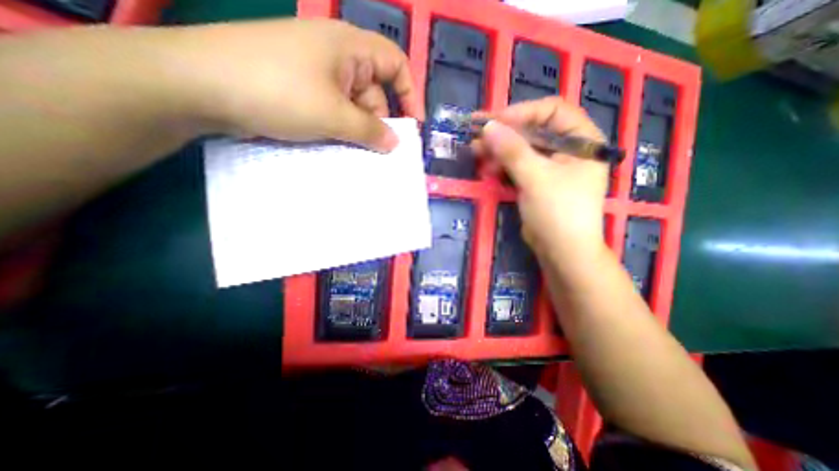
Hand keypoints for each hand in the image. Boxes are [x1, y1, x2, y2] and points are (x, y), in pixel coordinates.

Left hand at [169, 16, 422, 149]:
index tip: (413, 126)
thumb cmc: (278, 91)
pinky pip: (333, 109)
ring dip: (358, 129)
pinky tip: (337, 144)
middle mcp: (336, 55)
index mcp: (349, 47)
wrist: (198, 84)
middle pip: (373, 90)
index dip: (409, 94)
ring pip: (352, 104)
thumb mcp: (333, 115)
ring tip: (356, 152)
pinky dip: (339, 127)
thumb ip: (370, 131)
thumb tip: (395, 143)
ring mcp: (316, 72)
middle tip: (379, 151)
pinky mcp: (300, 88)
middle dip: (379, 121)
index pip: (396, 65)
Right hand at [471, 98, 610, 262]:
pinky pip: (518, 165)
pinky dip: (502, 165)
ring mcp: (551, 166)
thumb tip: (488, 127)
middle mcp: (568, 149)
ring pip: (522, 149)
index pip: (551, 111)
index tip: (493, 122)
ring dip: (499, 149)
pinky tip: (487, 167)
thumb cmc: (558, 212)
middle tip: (477, 137)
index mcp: (582, 140)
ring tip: (476, 152)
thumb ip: (512, 150)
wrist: (562, 251)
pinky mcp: (537, 181)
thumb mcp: (535, 177)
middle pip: (533, 130)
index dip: (521, 112)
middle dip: (504, 133)